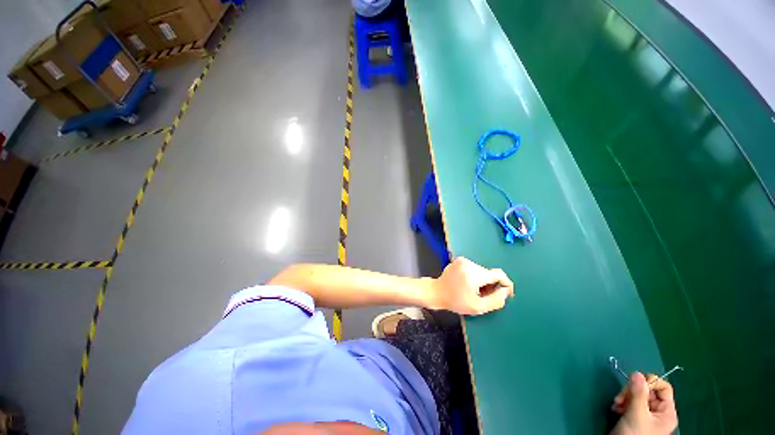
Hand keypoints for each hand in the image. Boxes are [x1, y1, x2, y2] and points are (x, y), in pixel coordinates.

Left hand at [428, 257, 513, 314]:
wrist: (436, 292)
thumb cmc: (455, 301)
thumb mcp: (477, 307)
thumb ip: (495, 300)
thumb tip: (506, 291)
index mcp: (474, 274)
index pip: (498, 274)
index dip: (506, 284)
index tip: (507, 294)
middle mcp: (469, 263)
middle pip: (490, 273)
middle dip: (491, 285)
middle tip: (485, 296)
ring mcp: (463, 260)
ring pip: (482, 271)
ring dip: (483, 281)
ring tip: (475, 291)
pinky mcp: (459, 260)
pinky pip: (474, 268)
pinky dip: (476, 276)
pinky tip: (468, 284)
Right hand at [611, 372, 677, 434]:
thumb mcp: (636, 415)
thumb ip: (638, 394)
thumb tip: (636, 373)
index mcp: (666, 412)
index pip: (663, 387)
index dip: (649, 382)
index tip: (634, 385)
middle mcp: (659, 411)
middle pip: (647, 390)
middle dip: (631, 391)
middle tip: (620, 398)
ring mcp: (647, 414)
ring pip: (636, 395)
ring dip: (624, 397)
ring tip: (617, 405)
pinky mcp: (635, 415)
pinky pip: (630, 401)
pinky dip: (622, 402)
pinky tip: (617, 409)